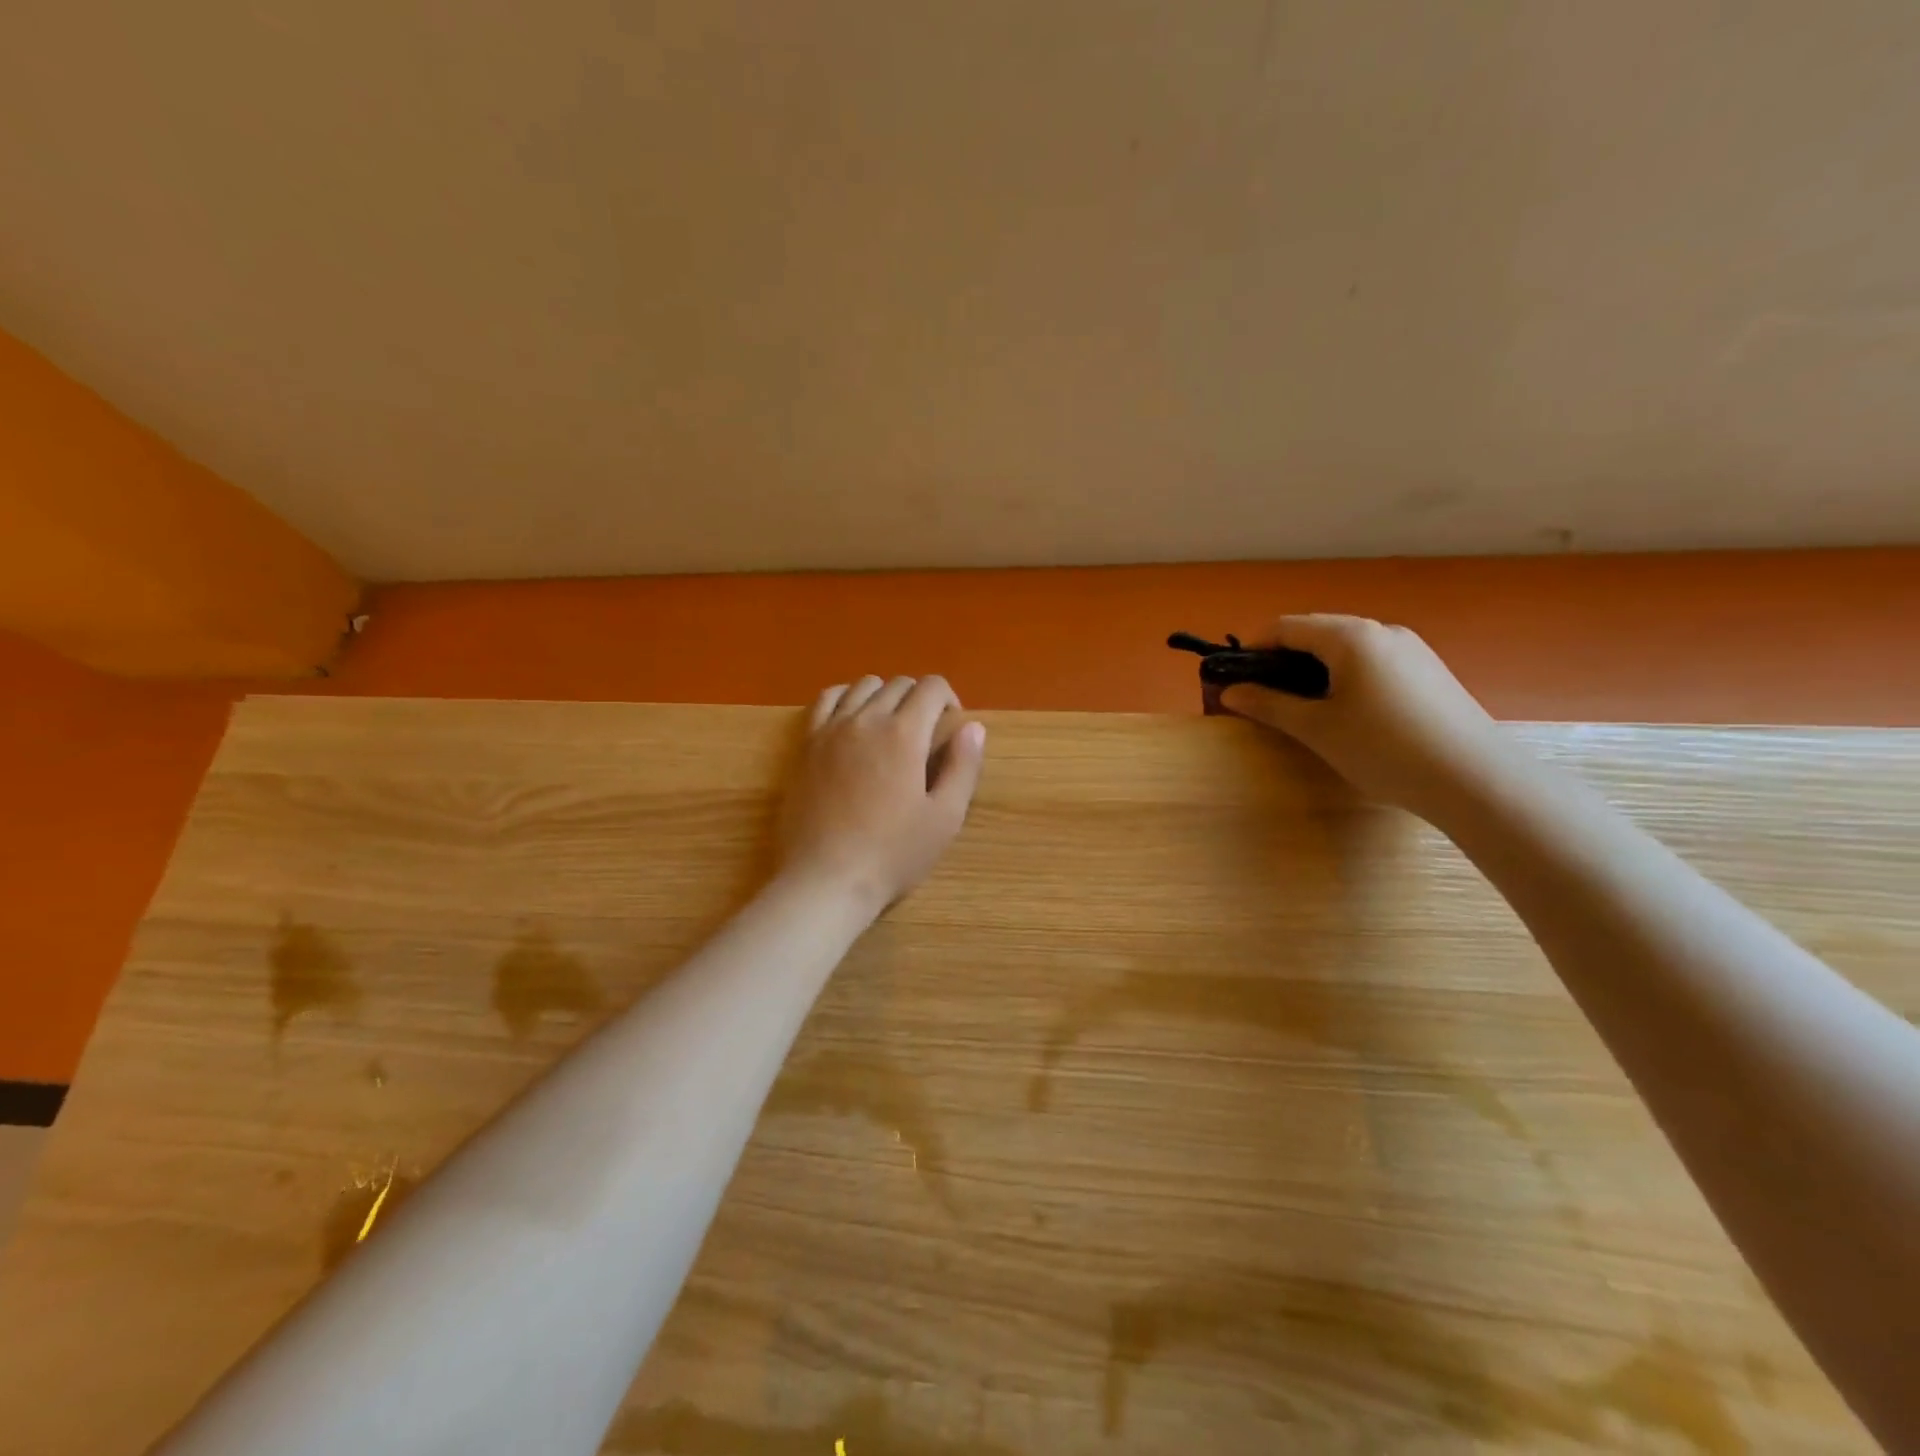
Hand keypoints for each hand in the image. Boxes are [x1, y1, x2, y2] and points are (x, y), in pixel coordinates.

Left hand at [779, 675, 986, 911]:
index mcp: (904, 733)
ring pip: (863, 686)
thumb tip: (974, 727)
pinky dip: (846, 699)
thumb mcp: (944, 818)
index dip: (949, 699)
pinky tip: (853, 722)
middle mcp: (866, 719)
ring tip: (890, 729)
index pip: (931, 687)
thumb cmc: (893, 853)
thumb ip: (963, 767)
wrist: (826, 879)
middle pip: (898, 684)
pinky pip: (827, 700)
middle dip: (920, 699)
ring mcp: (831, 729)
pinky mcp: (806, 744)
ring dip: (885, 696)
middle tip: (925, 736)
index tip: (951, 727)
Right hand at [1217, 615, 1506, 819]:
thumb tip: (1230, 692)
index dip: (1254, 648)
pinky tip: (1348, 712)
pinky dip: (1346, 676)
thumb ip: (1269, 705)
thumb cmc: (1383, 748)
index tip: (1235, 679)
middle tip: (1265, 697)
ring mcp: (1411, 648)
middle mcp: (1381, 630)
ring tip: (1304, 708)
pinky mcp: (1429, 670)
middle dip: (1284, 659)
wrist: (1473, 778)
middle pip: (1317, 632)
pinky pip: (1373, 661)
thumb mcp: (1317, 729)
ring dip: (1315, 668)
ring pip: (1347, 647)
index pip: (1286, 627)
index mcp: (1350, 636)